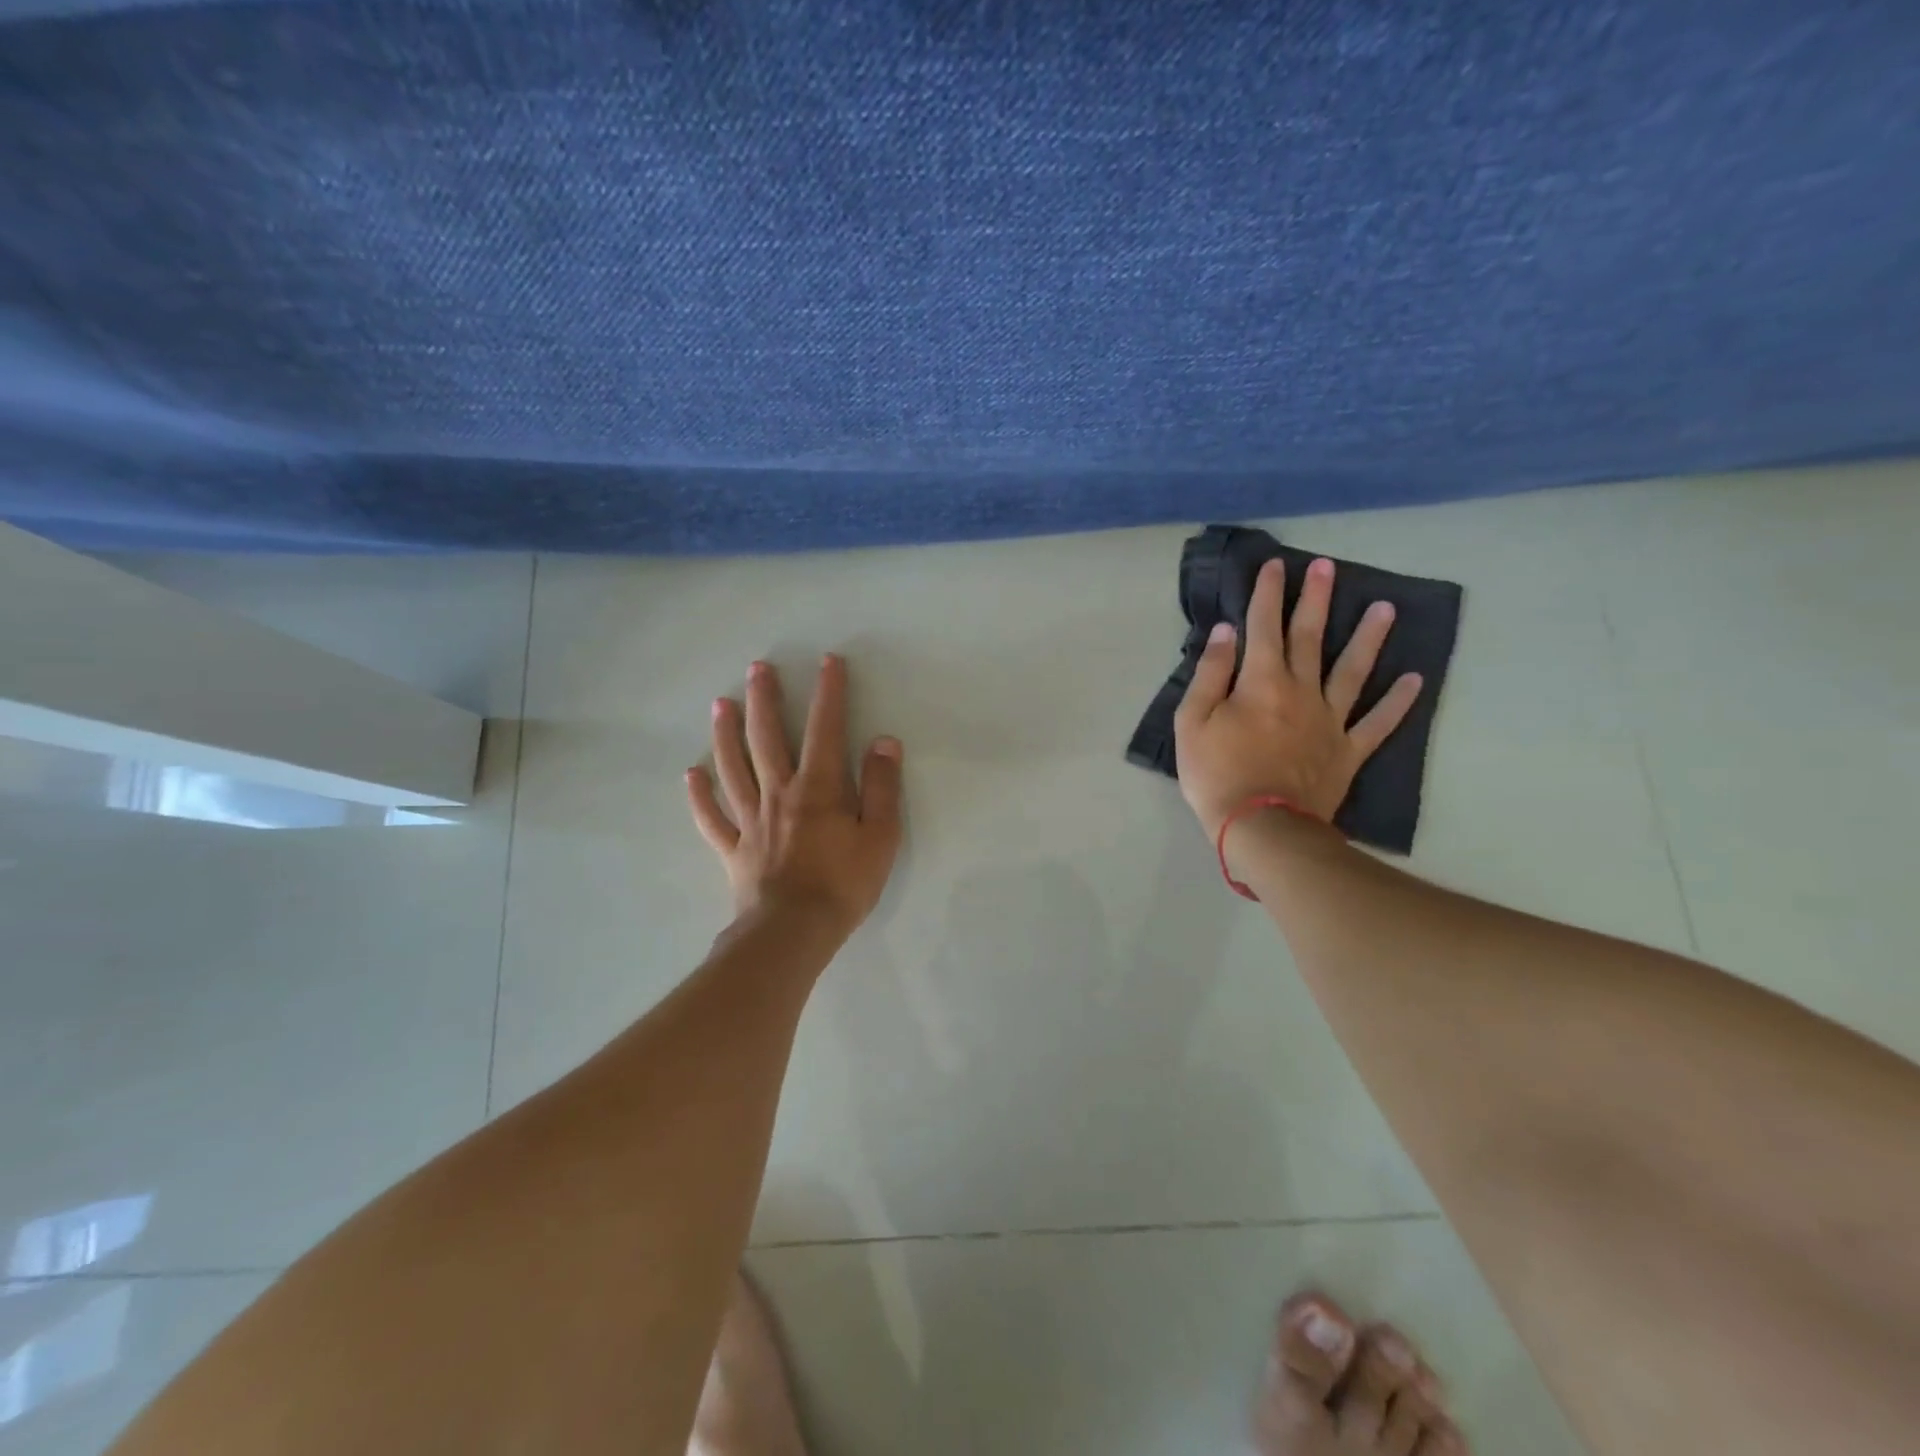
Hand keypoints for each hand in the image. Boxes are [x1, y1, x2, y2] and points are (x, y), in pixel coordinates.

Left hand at [687, 654, 903, 937]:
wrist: (794, 932)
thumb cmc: (844, 884)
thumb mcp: (880, 836)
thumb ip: (883, 787)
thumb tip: (884, 742)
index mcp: (818, 788)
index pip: (825, 729)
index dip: (828, 693)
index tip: (828, 662)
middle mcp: (779, 793)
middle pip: (767, 738)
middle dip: (764, 700)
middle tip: (757, 668)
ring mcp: (750, 820)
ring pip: (733, 767)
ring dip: (725, 734)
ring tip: (719, 704)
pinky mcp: (733, 848)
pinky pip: (712, 817)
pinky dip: (700, 795)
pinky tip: (691, 775)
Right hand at [1174, 556, 1421, 837]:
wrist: (1261, 827)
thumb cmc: (1217, 774)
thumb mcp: (1192, 722)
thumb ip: (1210, 674)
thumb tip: (1227, 632)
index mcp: (1261, 682)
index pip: (1264, 626)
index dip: (1268, 593)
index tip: (1276, 565)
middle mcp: (1301, 691)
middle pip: (1310, 638)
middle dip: (1316, 600)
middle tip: (1328, 568)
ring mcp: (1330, 721)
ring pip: (1353, 671)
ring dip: (1369, 638)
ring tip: (1386, 607)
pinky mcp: (1347, 751)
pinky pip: (1377, 723)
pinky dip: (1397, 702)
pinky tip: (1414, 680)